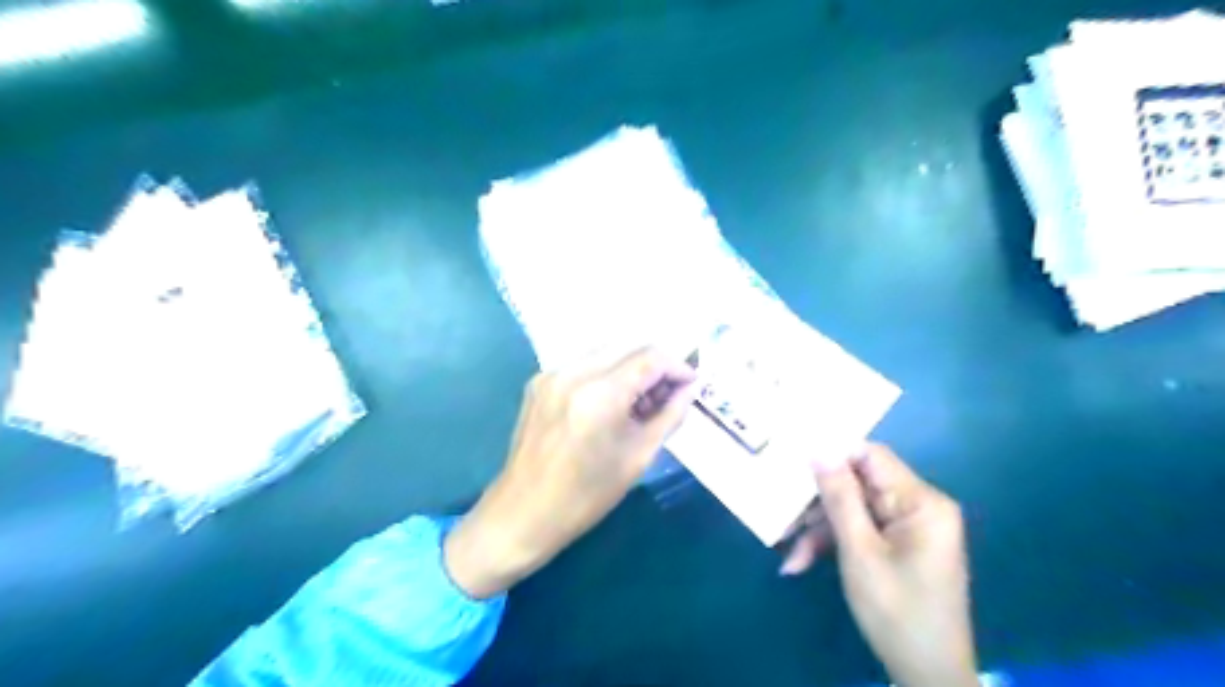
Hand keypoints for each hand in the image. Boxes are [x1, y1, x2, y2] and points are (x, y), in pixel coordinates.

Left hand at [444, 345, 692, 596]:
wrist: (523, 513)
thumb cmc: (586, 495)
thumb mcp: (639, 457)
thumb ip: (670, 416)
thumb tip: (690, 389)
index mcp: (600, 394)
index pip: (650, 357)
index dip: (678, 367)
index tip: (691, 385)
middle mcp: (573, 372)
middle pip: (629, 345)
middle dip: (655, 365)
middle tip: (668, 395)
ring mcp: (551, 373)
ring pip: (606, 351)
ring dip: (631, 367)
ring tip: (640, 402)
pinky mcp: (539, 381)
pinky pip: (583, 363)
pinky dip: (605, 373)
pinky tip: (611, 403)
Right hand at [786, 445, 977, 685]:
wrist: (929, 675)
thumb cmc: (897, 611)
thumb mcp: (859, 551)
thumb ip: (839, 497)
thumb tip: (818, 449)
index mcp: (921, 501)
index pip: (871, 456)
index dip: (832, 455)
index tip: (793, 462)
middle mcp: (918, 506)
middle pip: (857, 484)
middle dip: (819, 504)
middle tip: (783, 516)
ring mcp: (908, 526)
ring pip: (853, 509)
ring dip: (820, 529)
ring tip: (790, 554)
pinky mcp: (899, 544)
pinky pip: (860, 529)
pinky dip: (833, 543)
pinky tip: (803, 563)